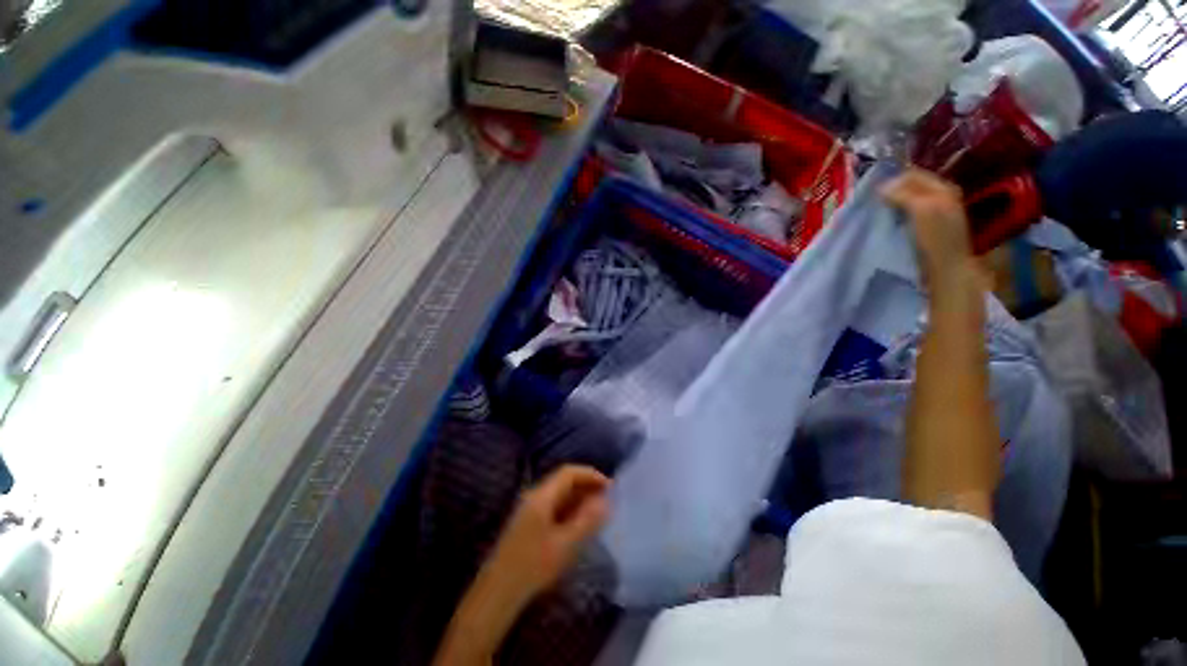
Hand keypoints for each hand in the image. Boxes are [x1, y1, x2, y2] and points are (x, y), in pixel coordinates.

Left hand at [478, 465, 609, 609]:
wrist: (497, 594)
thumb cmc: (532, 567)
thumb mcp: (565, 545)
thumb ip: (586, 520)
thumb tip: (605, 501)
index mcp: (541, 496)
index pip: (569, 473)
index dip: (591, 475)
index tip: (609, 487)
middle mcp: (534, 496)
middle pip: (563, 481)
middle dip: (586, 487)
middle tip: (607, 500)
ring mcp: (529, 510)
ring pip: (559, 495)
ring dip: (578, 499)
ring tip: (597, 512)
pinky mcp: (527, 524)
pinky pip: (553, 507)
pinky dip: (569, 510)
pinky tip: (579, 524)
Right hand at [881, 169, 974, 285]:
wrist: (948, 270)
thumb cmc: (937, 239)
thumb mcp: (921, 210)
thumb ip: (903, 194)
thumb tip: (881, 186)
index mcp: (943, 188)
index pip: (912, 175)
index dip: (892, 180)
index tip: (872, 192)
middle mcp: (941, 197)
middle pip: (910, 187)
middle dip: (892, 191)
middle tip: (872, 202)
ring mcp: (935, 213)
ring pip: (908, 201)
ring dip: (892, 204)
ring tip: (876, 212)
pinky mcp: (927, 228)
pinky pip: (907, 214)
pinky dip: (896, 215)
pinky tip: (887, 223)